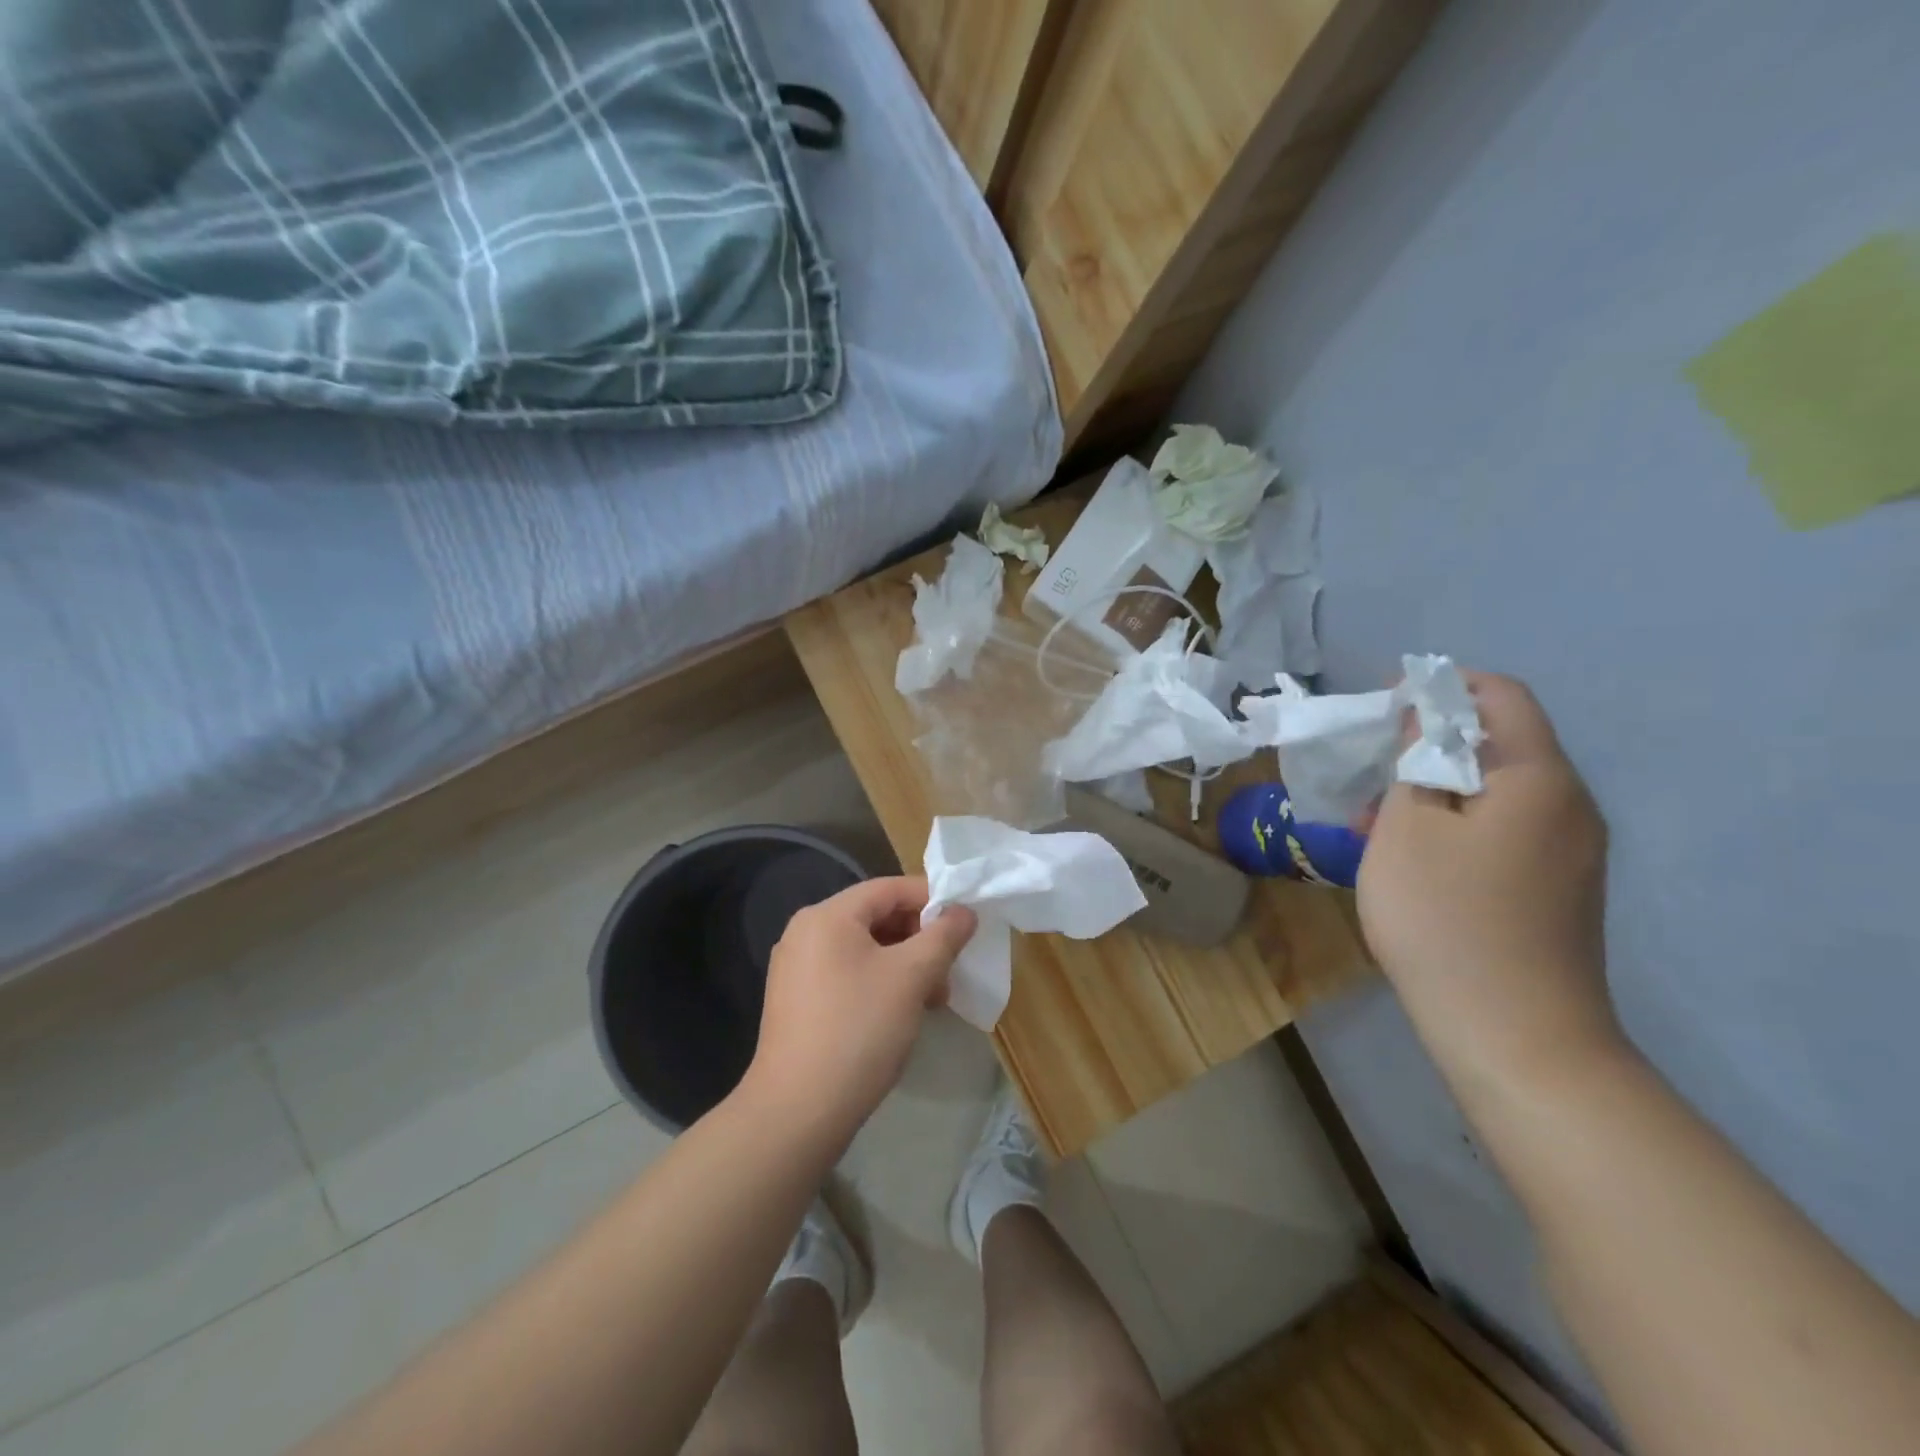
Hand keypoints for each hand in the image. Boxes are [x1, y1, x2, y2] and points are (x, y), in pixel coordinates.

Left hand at [745, 877, 976, 1145]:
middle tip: (949, 970)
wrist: (797, 1111)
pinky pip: (847, 974)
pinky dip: (879, 983)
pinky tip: (900, 1013)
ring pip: (864, 949)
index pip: (890, 888)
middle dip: (919, 939)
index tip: (964, 926)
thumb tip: (964, 911)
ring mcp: (796, 968)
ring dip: (903, 965)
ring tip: (932, 999)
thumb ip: (943, 936)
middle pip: (876, 916)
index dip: (932, 900)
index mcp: (827, 915)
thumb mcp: (911, 977)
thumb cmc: (859, 1030)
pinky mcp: (797, 1001)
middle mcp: (805, 932)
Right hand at [1357, 672, 1619, 1093]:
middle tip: (1369, 770)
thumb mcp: (1406, 830)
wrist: (1516, 1039)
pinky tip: (1409, 861)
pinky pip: (1503, 833)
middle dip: (1427, 744)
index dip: (1441, 685)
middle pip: (1499, 744)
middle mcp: (1569, 807)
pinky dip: (1454, 827)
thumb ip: (1414, 764)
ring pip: (1495, 793)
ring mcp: (1569, 854)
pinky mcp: (1557, 892)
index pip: (1501, 696)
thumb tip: (1424, 728)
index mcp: (1539, 779)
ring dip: (1434, 791)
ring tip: (1374, 822)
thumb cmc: (1447, 919)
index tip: (1384, 701)